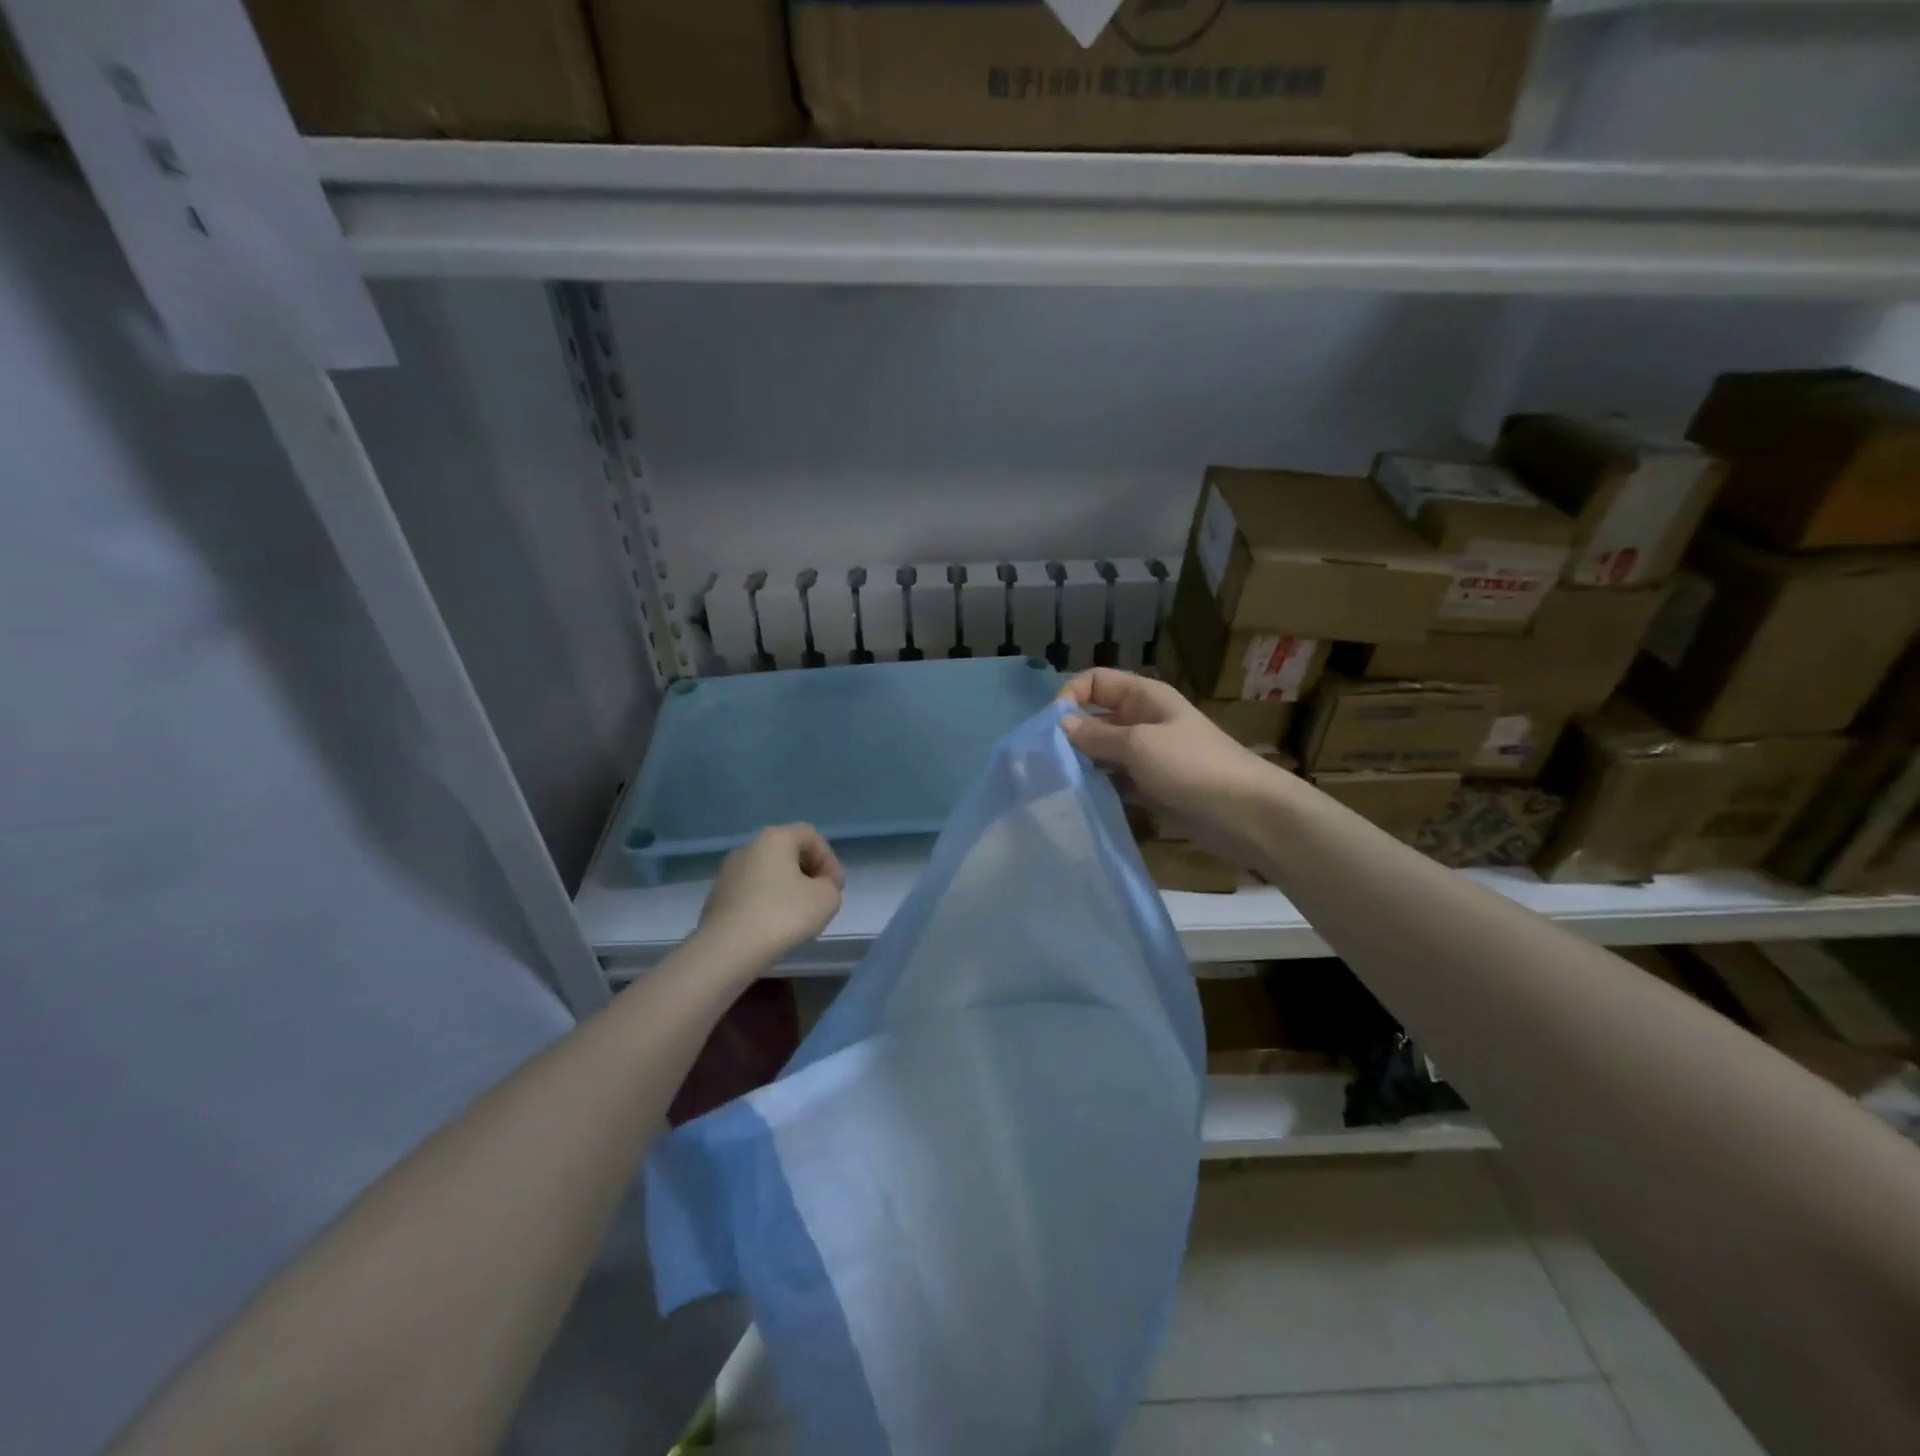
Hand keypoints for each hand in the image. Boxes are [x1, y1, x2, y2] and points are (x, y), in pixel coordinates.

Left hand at [698, 824, 846, 966]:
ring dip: (789, 889)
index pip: (812, 836)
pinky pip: (752, 892)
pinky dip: (768, 903)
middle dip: (810, 874)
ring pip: (769, 873)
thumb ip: (831, 886)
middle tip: (821, 900)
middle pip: (789, 852)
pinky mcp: (717, 897)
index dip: (830, 860)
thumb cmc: (782, 916)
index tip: (836, 889)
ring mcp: (728, 872)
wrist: (726, 950)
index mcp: (774, 838)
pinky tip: (774, 927)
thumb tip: (818, 887)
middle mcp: (748, 847)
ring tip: (799, 917)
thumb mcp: (826, 899)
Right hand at [1060, 669, 1294, 867]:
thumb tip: (1059, 725)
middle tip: (1045, 762)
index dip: (1070, 696)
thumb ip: (1096, 735)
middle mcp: (1142, 721)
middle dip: (1070, 735)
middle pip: (1095, 718)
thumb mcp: (1139, 744)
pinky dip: (1099, 788)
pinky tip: (1080, 801)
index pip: (1095, 682)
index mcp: (1143, 698)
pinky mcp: (1150, 788)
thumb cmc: (1193, 766)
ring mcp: (1147, 756)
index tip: (1051, 728)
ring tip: (1056, 784)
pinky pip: (1114, 782)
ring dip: (1082, 765)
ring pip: (1102, 753)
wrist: (1246, 814)